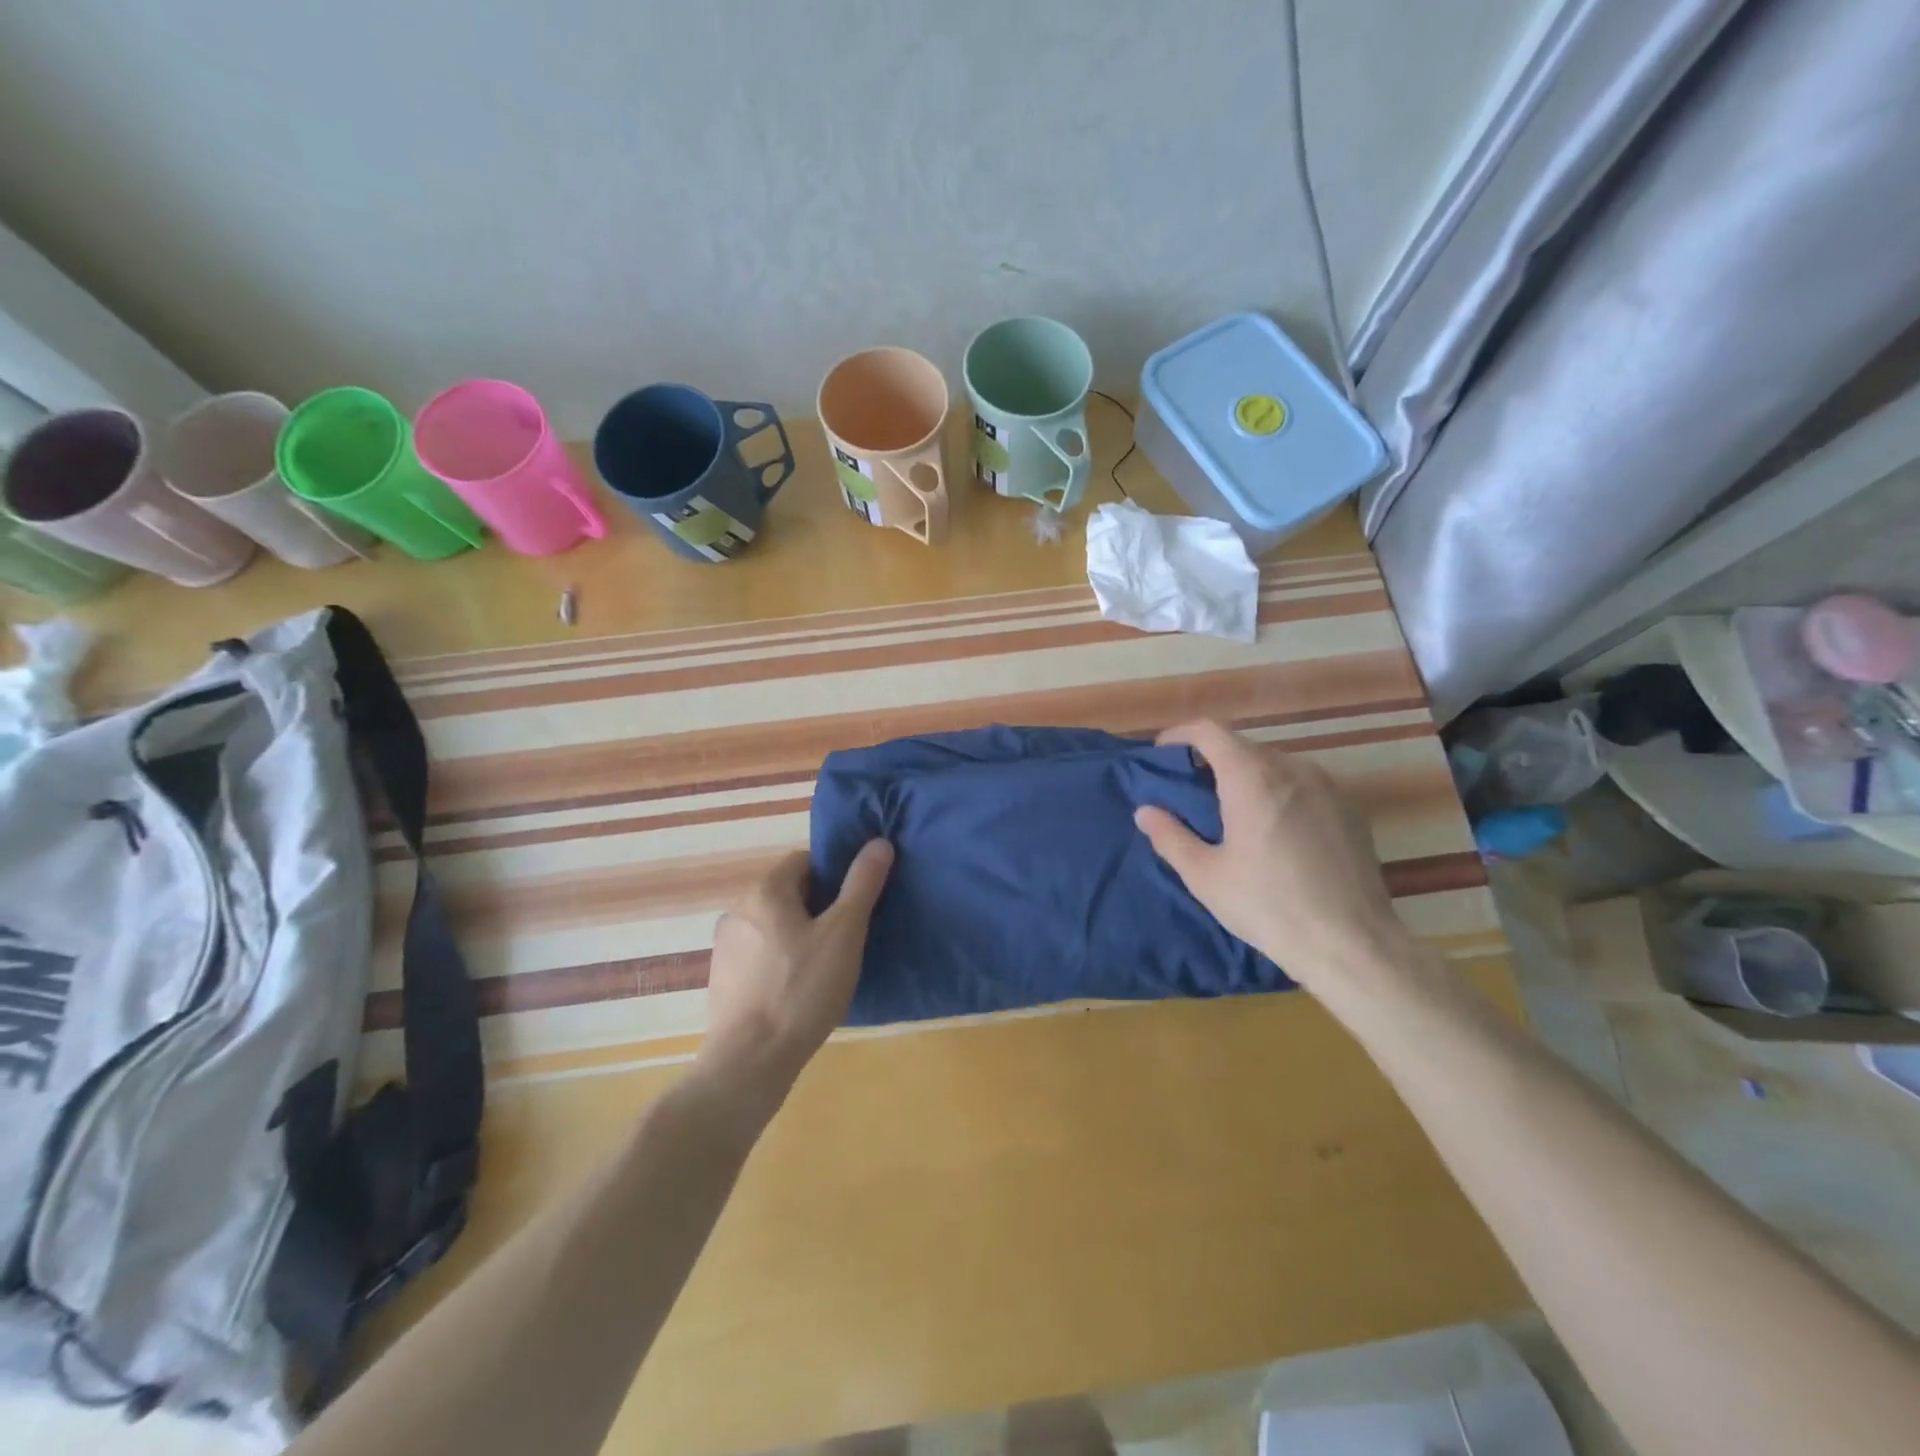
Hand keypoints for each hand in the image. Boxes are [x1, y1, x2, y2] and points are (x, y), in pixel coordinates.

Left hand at [695, 841, 892, 1104]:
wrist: (749, 1062)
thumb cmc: (802, 990)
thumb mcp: (844, 933)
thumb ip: (862, 884)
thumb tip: (879, 842)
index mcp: (766, 891)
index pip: (804, 861)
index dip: (834, 876)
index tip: (854, 904)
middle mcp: (738, 910)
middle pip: (788, 893)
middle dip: (819, 907)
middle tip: (846, 938)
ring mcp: (725, 946)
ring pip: (773, 925)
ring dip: (798, 935)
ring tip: (825, 967)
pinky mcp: (722, 979)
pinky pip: (759, 954)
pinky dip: (780, 960)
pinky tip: (797, 990)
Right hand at [1134, 721, 1409, 994]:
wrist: (1353, 945)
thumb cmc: (1268, 907)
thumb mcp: (1205, 876)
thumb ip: (1170, 837)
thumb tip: (1145, 811)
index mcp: (1252, 778)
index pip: (1210, 731)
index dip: (1181, 734)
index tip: (1163, 753)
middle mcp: (1292, 770)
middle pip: (1243, 746)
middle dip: (1212, 759)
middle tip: (1191, 791)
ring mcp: (1328, 788)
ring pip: (1275, 765)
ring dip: (1247, 776)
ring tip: (1231, 812)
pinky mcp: (1350, 811)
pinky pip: (1303, 786)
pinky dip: (1278, 793)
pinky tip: (1274, 833)